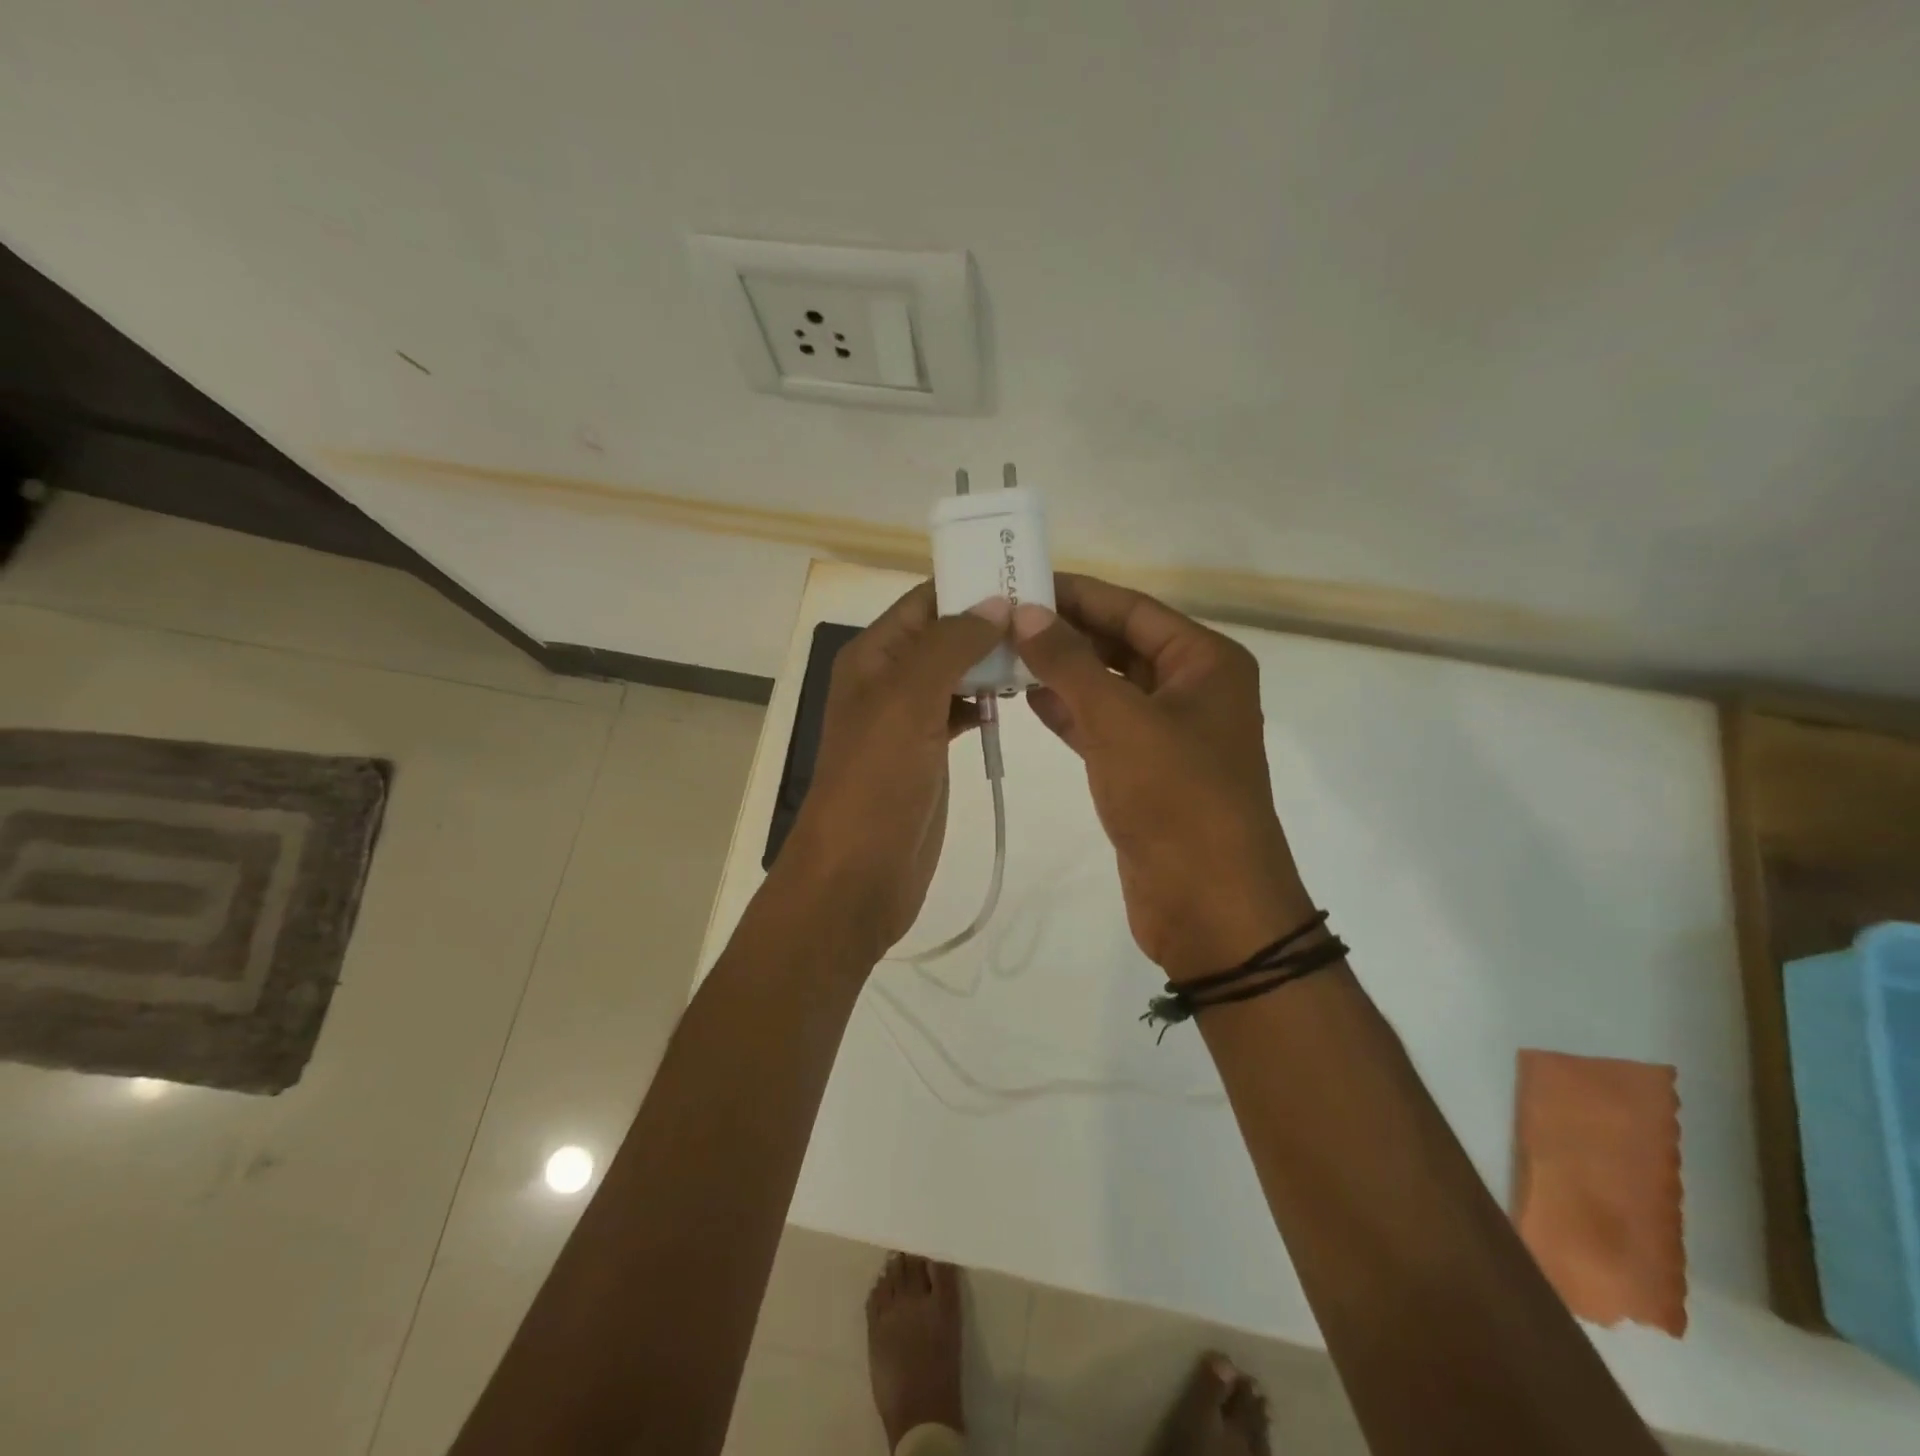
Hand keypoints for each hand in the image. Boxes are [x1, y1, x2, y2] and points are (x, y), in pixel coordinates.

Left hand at [774, 582, 1008, 965]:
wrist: (859, 872)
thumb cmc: (877, 780)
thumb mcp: (908, 700)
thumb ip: (950, 645)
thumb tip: (995, 603)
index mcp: (873, 657)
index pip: (924, 601)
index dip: (969, 585)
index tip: (1025, 577)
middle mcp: (889, 680)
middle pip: (943, 635)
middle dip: (989, 622)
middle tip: (1049, 616)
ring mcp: (909, 719)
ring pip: (956, 673)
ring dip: (991, 661)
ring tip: (1044, 651)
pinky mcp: (928, 753)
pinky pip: (961, 711)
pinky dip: (986, 700)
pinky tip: (1017, 698)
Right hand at [1013, 574, 1312, 980]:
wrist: (1208, 905)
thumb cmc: (1176, 797)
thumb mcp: (1120, 720)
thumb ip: (1069, 662)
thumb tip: (1028, 613)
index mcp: (1205, 662)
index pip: (1133, 608)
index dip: (1077, 594)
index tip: (1021, 582)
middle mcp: (1191, 689)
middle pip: (1120, 644)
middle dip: (1065, 632)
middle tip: (1001, 618)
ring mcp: (1169, 733)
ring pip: (1108, 687)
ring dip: (1061, 671)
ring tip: (1002, 653)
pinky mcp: (1146, 772)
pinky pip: (1103, 726)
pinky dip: (1068, 712)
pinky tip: (1026, 698)